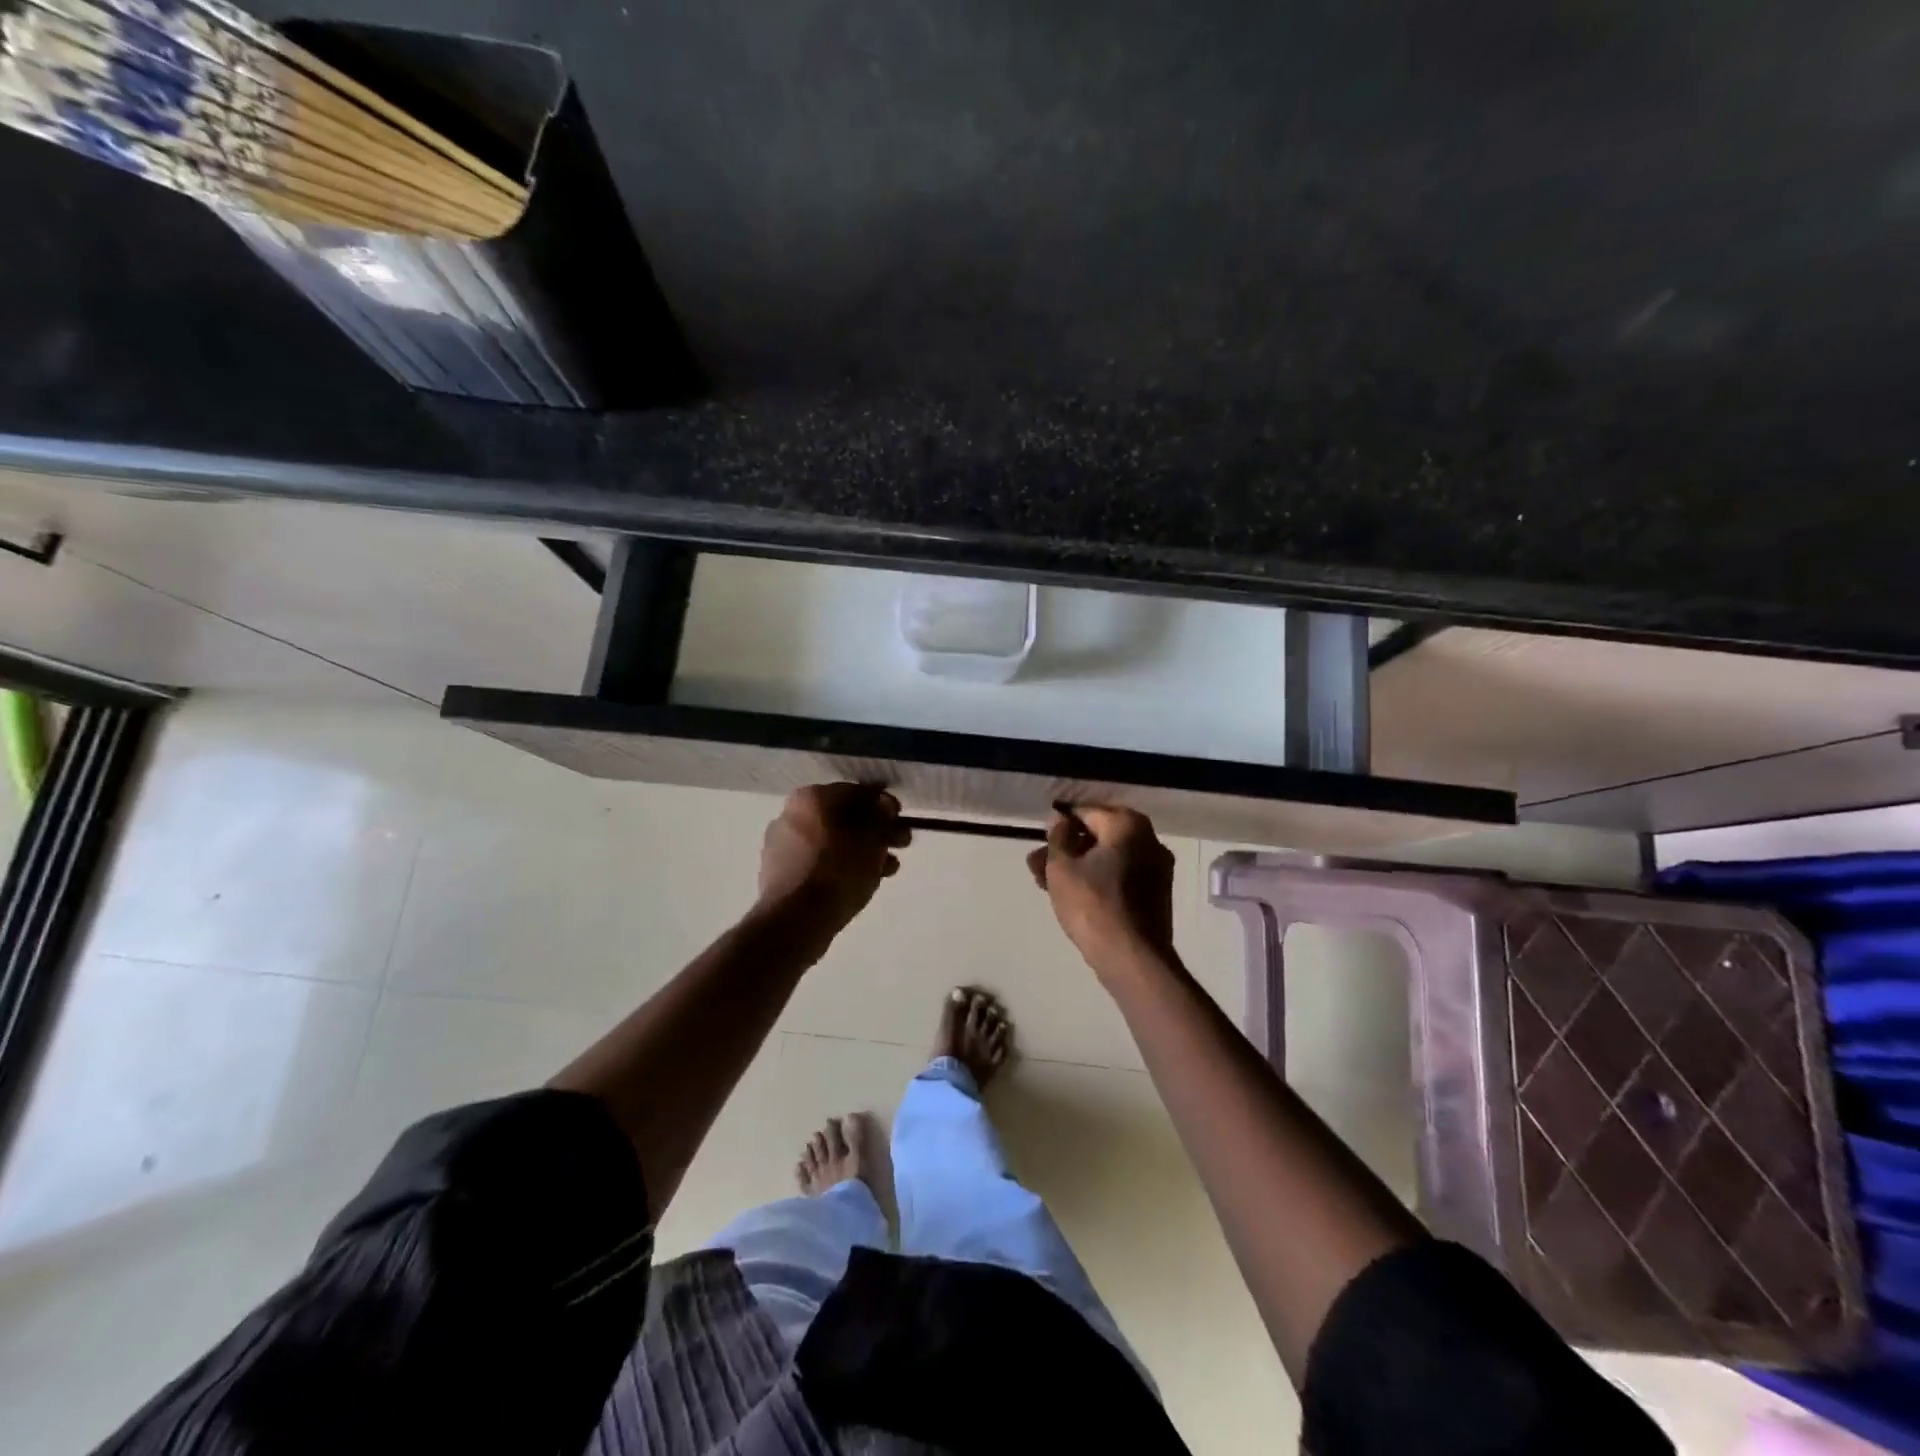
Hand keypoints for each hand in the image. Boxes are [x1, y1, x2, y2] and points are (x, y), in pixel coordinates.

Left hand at [757, 783, 910, 937]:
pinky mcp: (780, 872)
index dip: (883, 804)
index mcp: (811, 797)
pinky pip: (819, 861)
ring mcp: (782, 844)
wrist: (796, 920)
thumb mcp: (872, 840)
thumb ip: (881, 816)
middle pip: (843, 817)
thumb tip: (883, 804)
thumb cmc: (839, 871)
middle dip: (874, 831)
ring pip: (832, 841)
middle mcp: (790, 814)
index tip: (901, 820)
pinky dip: (841, 866)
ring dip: (861, 850)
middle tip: (900, 844)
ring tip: (887, 869)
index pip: (855, 791)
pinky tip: (863, 881)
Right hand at [1027, 805, 1176, 973]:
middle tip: (1035, 864)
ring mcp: (1156, 869)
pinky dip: (1096, 879)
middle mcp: (1149, 840)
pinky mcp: (1155, 895)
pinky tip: (1068, 894)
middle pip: (1098, 836)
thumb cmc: (1092, 904)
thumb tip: (1059, 819)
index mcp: (1128, 825)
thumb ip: (1057, 836)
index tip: (1039, 837)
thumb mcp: (1061, 867)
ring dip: (1076, 866)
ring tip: (1043, 882)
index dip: (1059, 822)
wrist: (1131, 958)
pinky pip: (1119, 876)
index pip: (1086, 811)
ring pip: (1107, 858)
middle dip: (1064, 848)